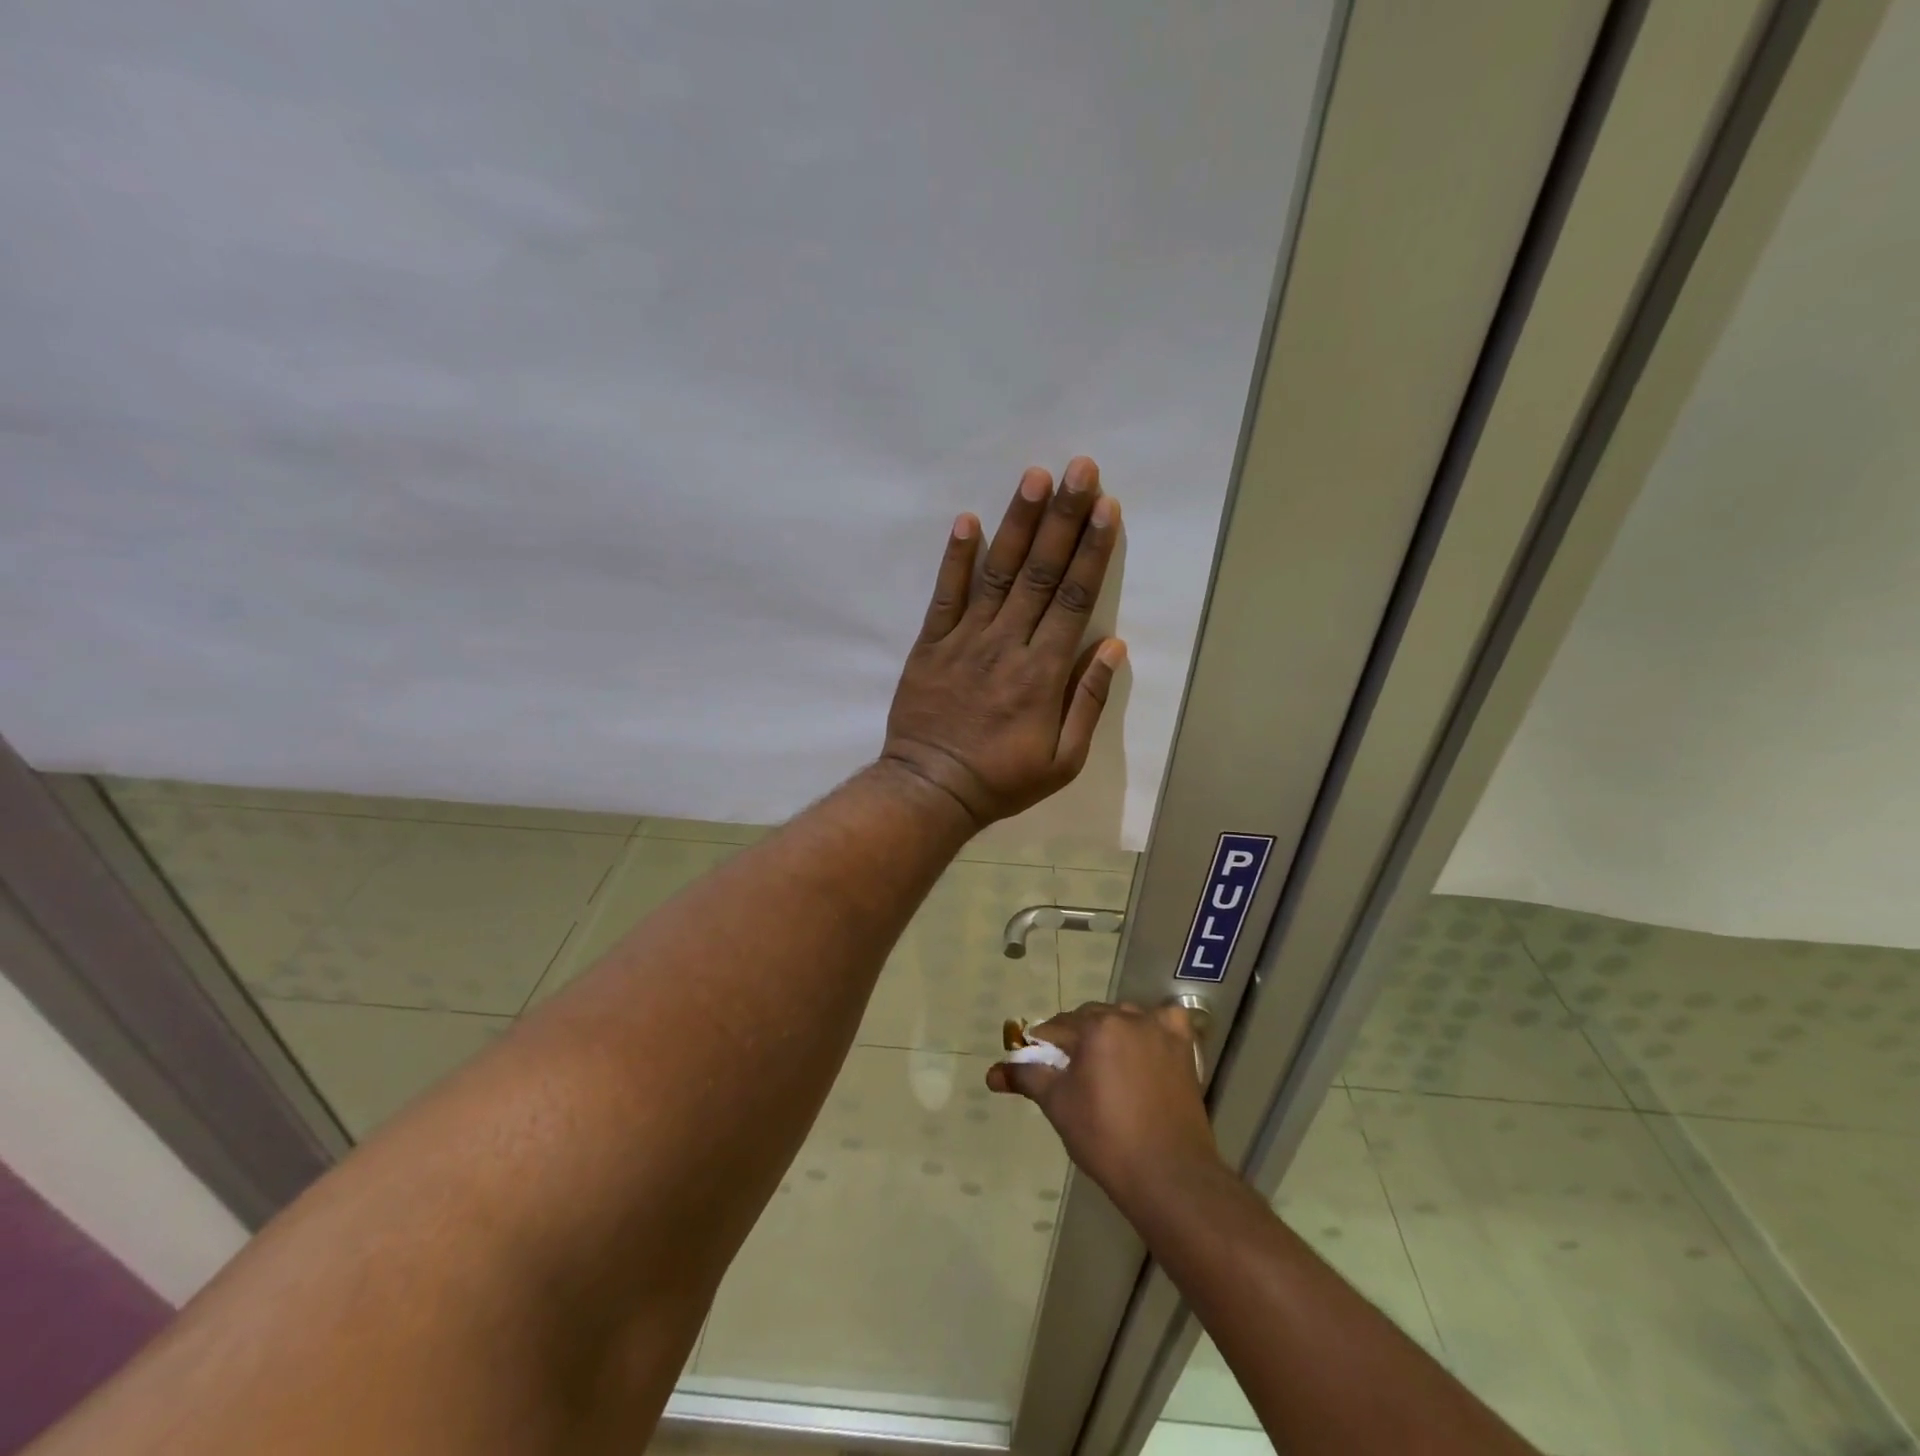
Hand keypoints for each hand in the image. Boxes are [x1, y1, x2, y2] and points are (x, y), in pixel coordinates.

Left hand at [881, 457, 1124, 828]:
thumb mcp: (1064, 760)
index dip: (1092, 551)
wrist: (932, 790)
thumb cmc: (1003, 779)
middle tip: (1080, 470)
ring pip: (997, 574)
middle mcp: (1007, 645)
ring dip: (1017, 524)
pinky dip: (956, 559)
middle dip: (1063, 518)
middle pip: (1040, 573)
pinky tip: (967, 520)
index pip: (1073, 599)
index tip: (1107, 508)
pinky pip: (945, 595)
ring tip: (1034, 478)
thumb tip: (1114, 646)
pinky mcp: (931, 645)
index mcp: (1043, 673)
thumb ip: (1088, 700)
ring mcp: (965, 641)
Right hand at [987, 1002, 1221, 1210]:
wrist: (1168, 1176)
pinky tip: (1145, 1048)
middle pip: (1089, 1019)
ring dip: (1109, 1033)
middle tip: (1069, 1074)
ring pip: (1123, 1019)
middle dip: (1075, 1040)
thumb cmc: (1106, 1139)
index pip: (1057, 1027)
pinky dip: (1153, 1028)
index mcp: (1096, 1027)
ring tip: (1104, 1069)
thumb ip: (1027, 1078)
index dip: (1042, 1046)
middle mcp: (1128, 1017)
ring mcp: (1160, 1030)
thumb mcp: (1058, 1105)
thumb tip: (992, 1073)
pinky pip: (1164, 1022)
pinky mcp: (1184, 1048)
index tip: (1038, 1067)